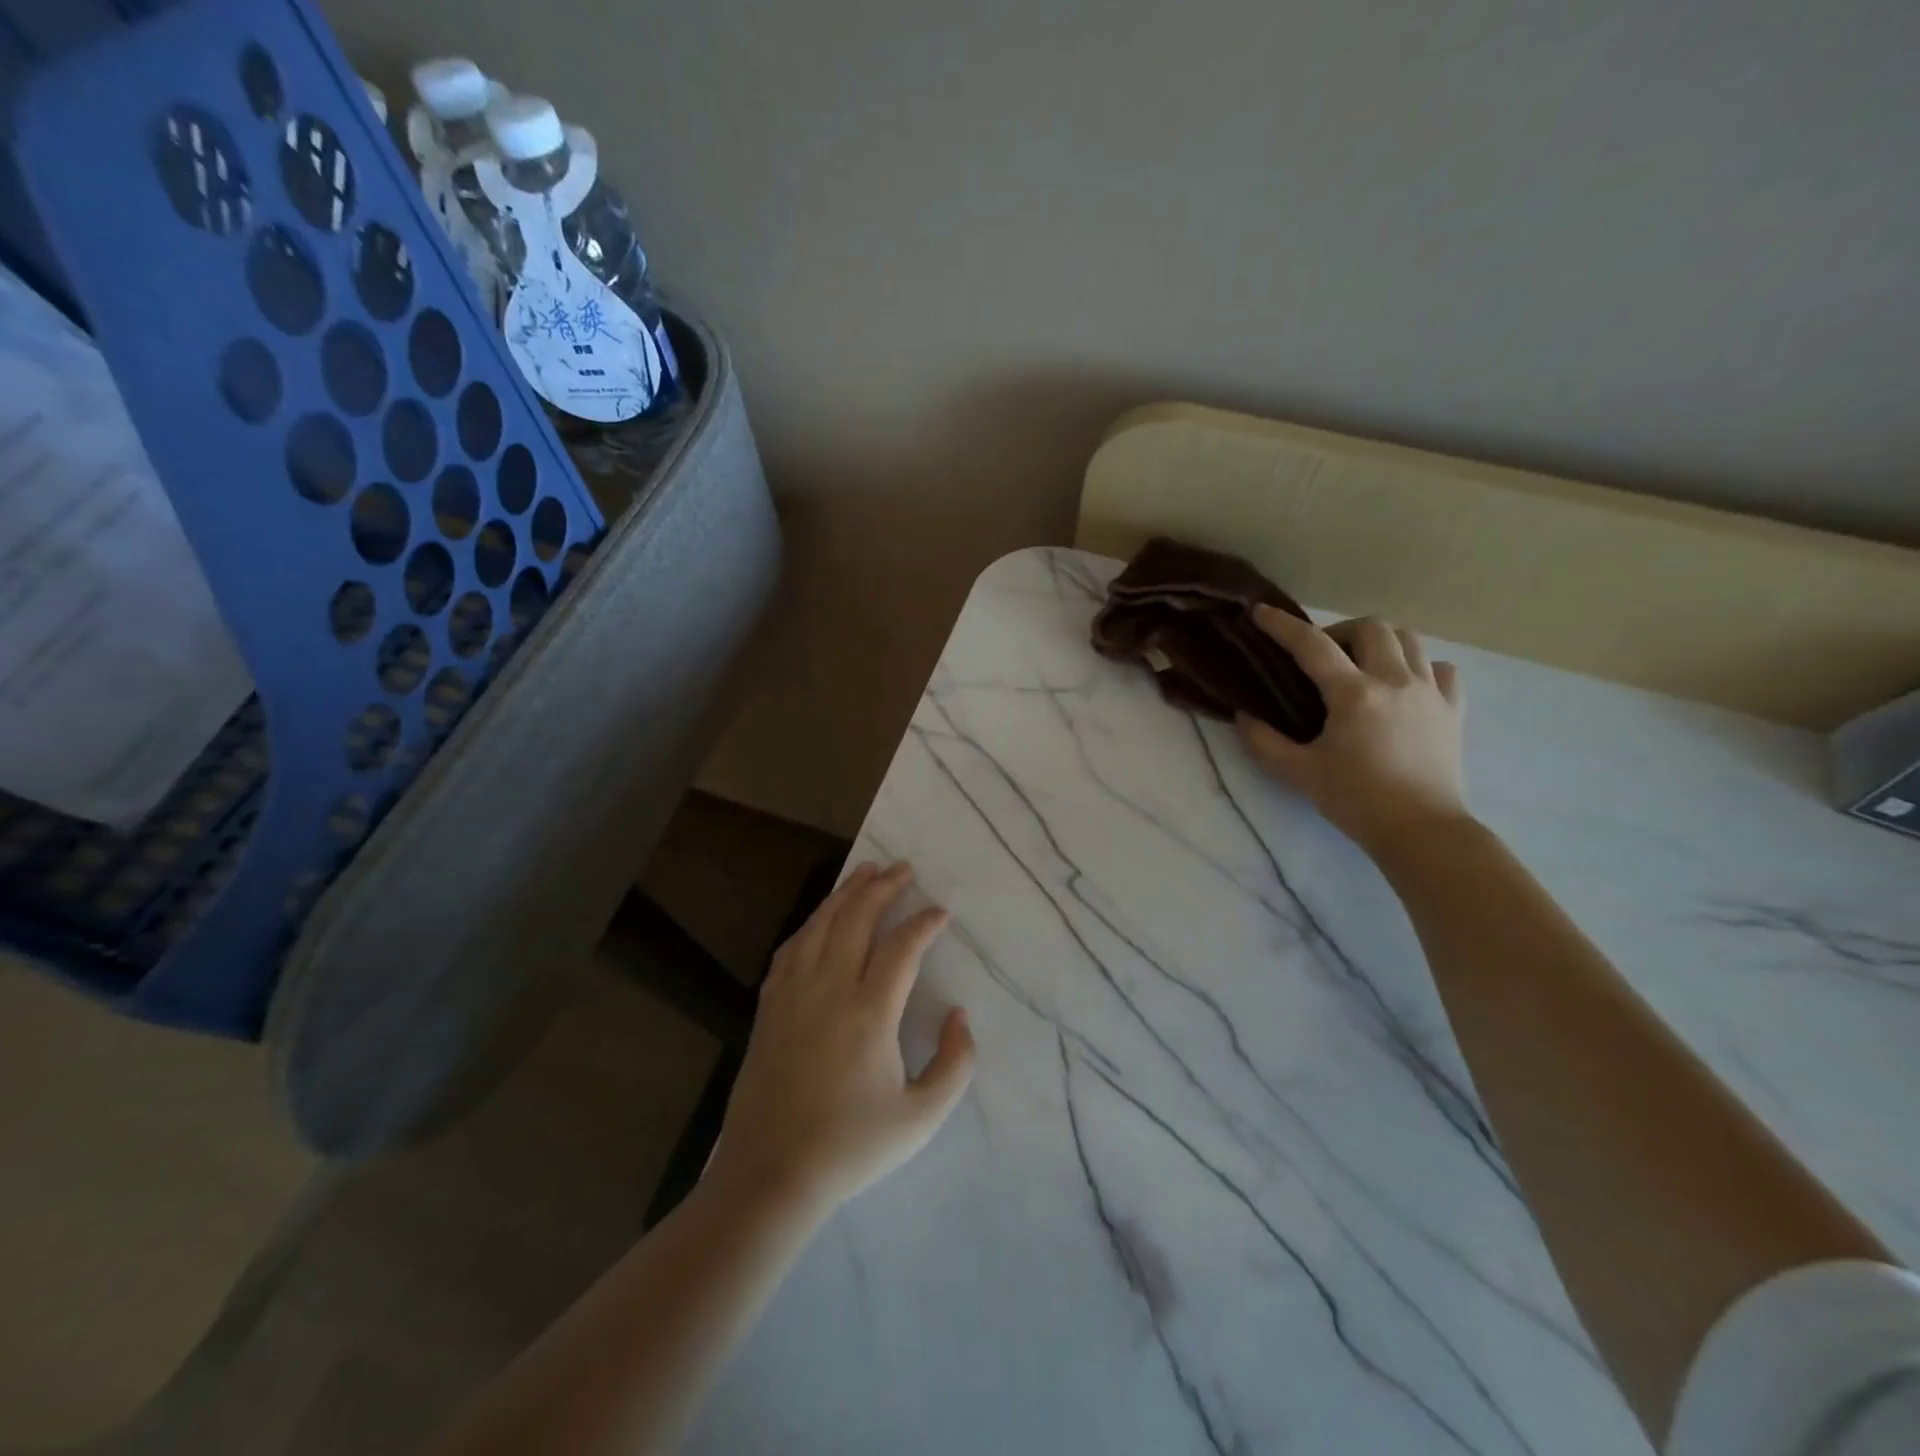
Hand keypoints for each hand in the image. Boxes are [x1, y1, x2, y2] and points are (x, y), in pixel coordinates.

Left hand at [706, 862, 975, 1220]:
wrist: (770, 1176)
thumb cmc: (851, 1147)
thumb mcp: (921, 1118)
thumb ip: (955, 1064)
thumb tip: (960, 1015)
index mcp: (869, 1014)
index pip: (902, 947)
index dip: (925, 923)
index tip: (941, 913)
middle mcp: (829, 990)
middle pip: (856, 919)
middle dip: (884, 888)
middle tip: (904, 869)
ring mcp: (793, 995)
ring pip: (821, 925)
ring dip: (846, 893)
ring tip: (866, 871)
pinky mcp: (769, 1007)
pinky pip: (792, 948)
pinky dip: (812, 923)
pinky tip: (822, 918)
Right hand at [1237, 608, 1468, 855]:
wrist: (1422, 830)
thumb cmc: (1355, 800)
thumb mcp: (1298, 773)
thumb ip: (1264, 742)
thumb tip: (1244, 717)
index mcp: (1354, 694)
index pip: (1312, 645)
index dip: (1282, 626)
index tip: (1260, 613)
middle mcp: (1395, 681)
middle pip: (1370, 628)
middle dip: (1339, 631)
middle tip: (1321, 655)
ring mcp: (1430, 692)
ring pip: (1409, 640)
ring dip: (1379, 642)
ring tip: (1361, 665)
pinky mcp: (1453, 710)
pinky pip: (1441, 670)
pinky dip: (1420, 667)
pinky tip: (1405, 685)